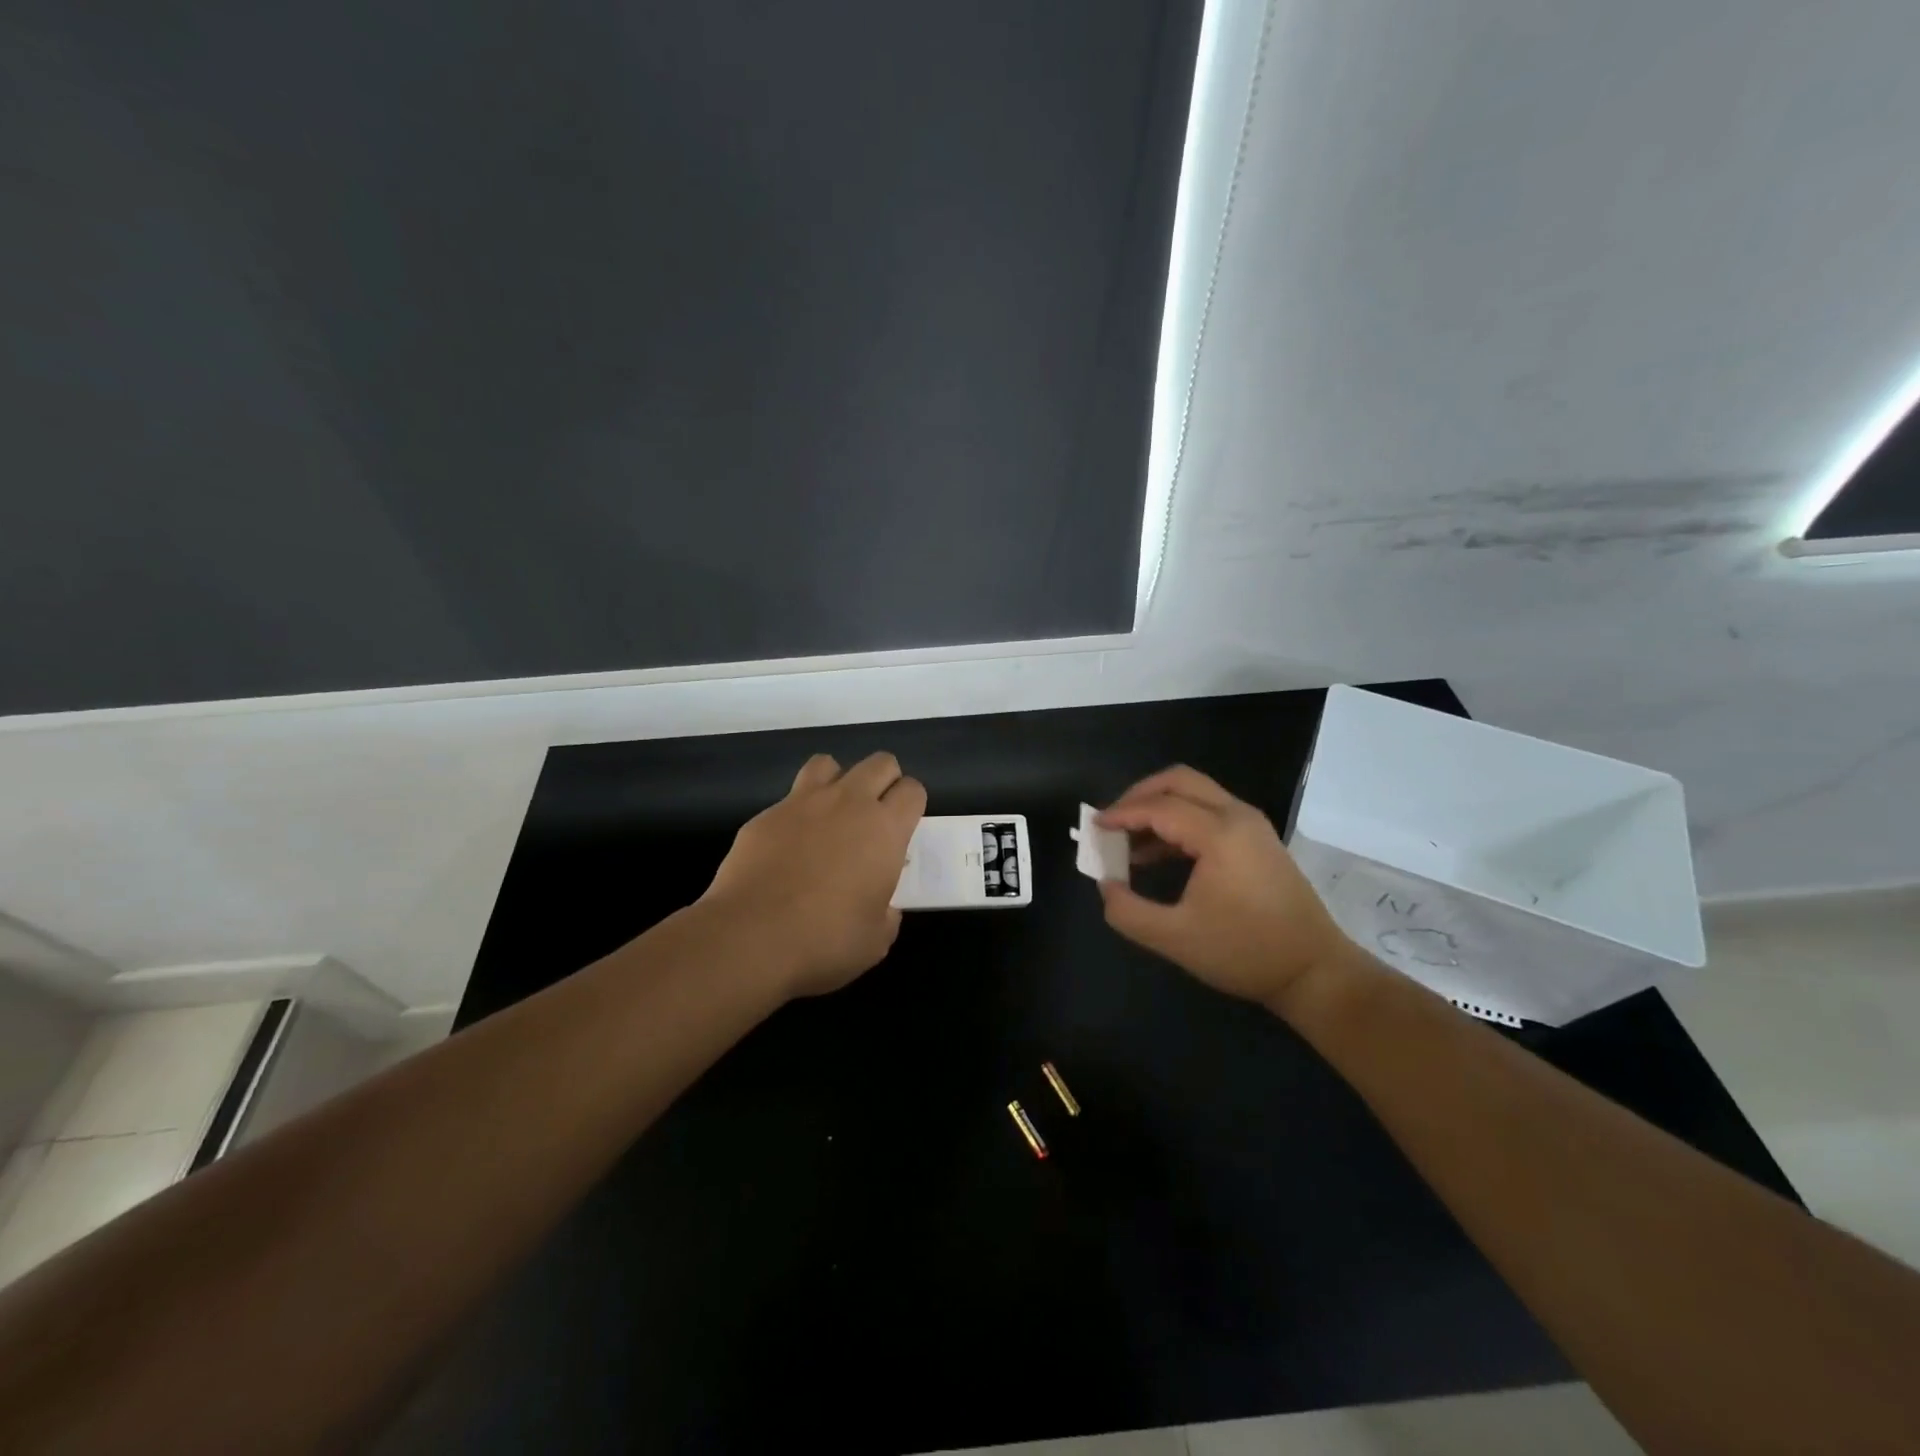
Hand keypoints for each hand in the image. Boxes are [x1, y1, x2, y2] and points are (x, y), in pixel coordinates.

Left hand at [701, 752, 926, 998]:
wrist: (750, 937)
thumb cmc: (825, 940)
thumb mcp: (876, 939)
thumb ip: (887, 913)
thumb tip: (881, 906)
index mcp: (885, 829)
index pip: (912, 790)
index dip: (911, 805)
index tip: (903, 829)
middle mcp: (848, 803)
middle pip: (879, 763)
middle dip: (884, 781)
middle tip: (876, 817)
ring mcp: (803, 803)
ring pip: (829, 763)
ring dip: (838, 781)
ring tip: (832, 815)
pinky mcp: (765, 815)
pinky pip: (789, 798)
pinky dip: (797, 814)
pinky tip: (790, 846)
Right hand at [1097, 766, 1356, 1014]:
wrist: (1314, 971)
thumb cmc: (1244, 952)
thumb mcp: (1174, 938)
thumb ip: (1128, 911)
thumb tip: (1105, 885)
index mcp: (1219, 834)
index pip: (1159, 807)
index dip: (1121, 814)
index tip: (1092, 827)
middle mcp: (1237, 816)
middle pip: (1179, 781)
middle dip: (1139, 796)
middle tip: (1111, 822)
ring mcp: (1251, 825)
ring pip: (1195, 793)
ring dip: (1158, 807)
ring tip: (1127, 841)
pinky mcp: (1257, 840)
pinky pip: (1209, 812)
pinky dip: (1178, 820)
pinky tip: (1157, 854)